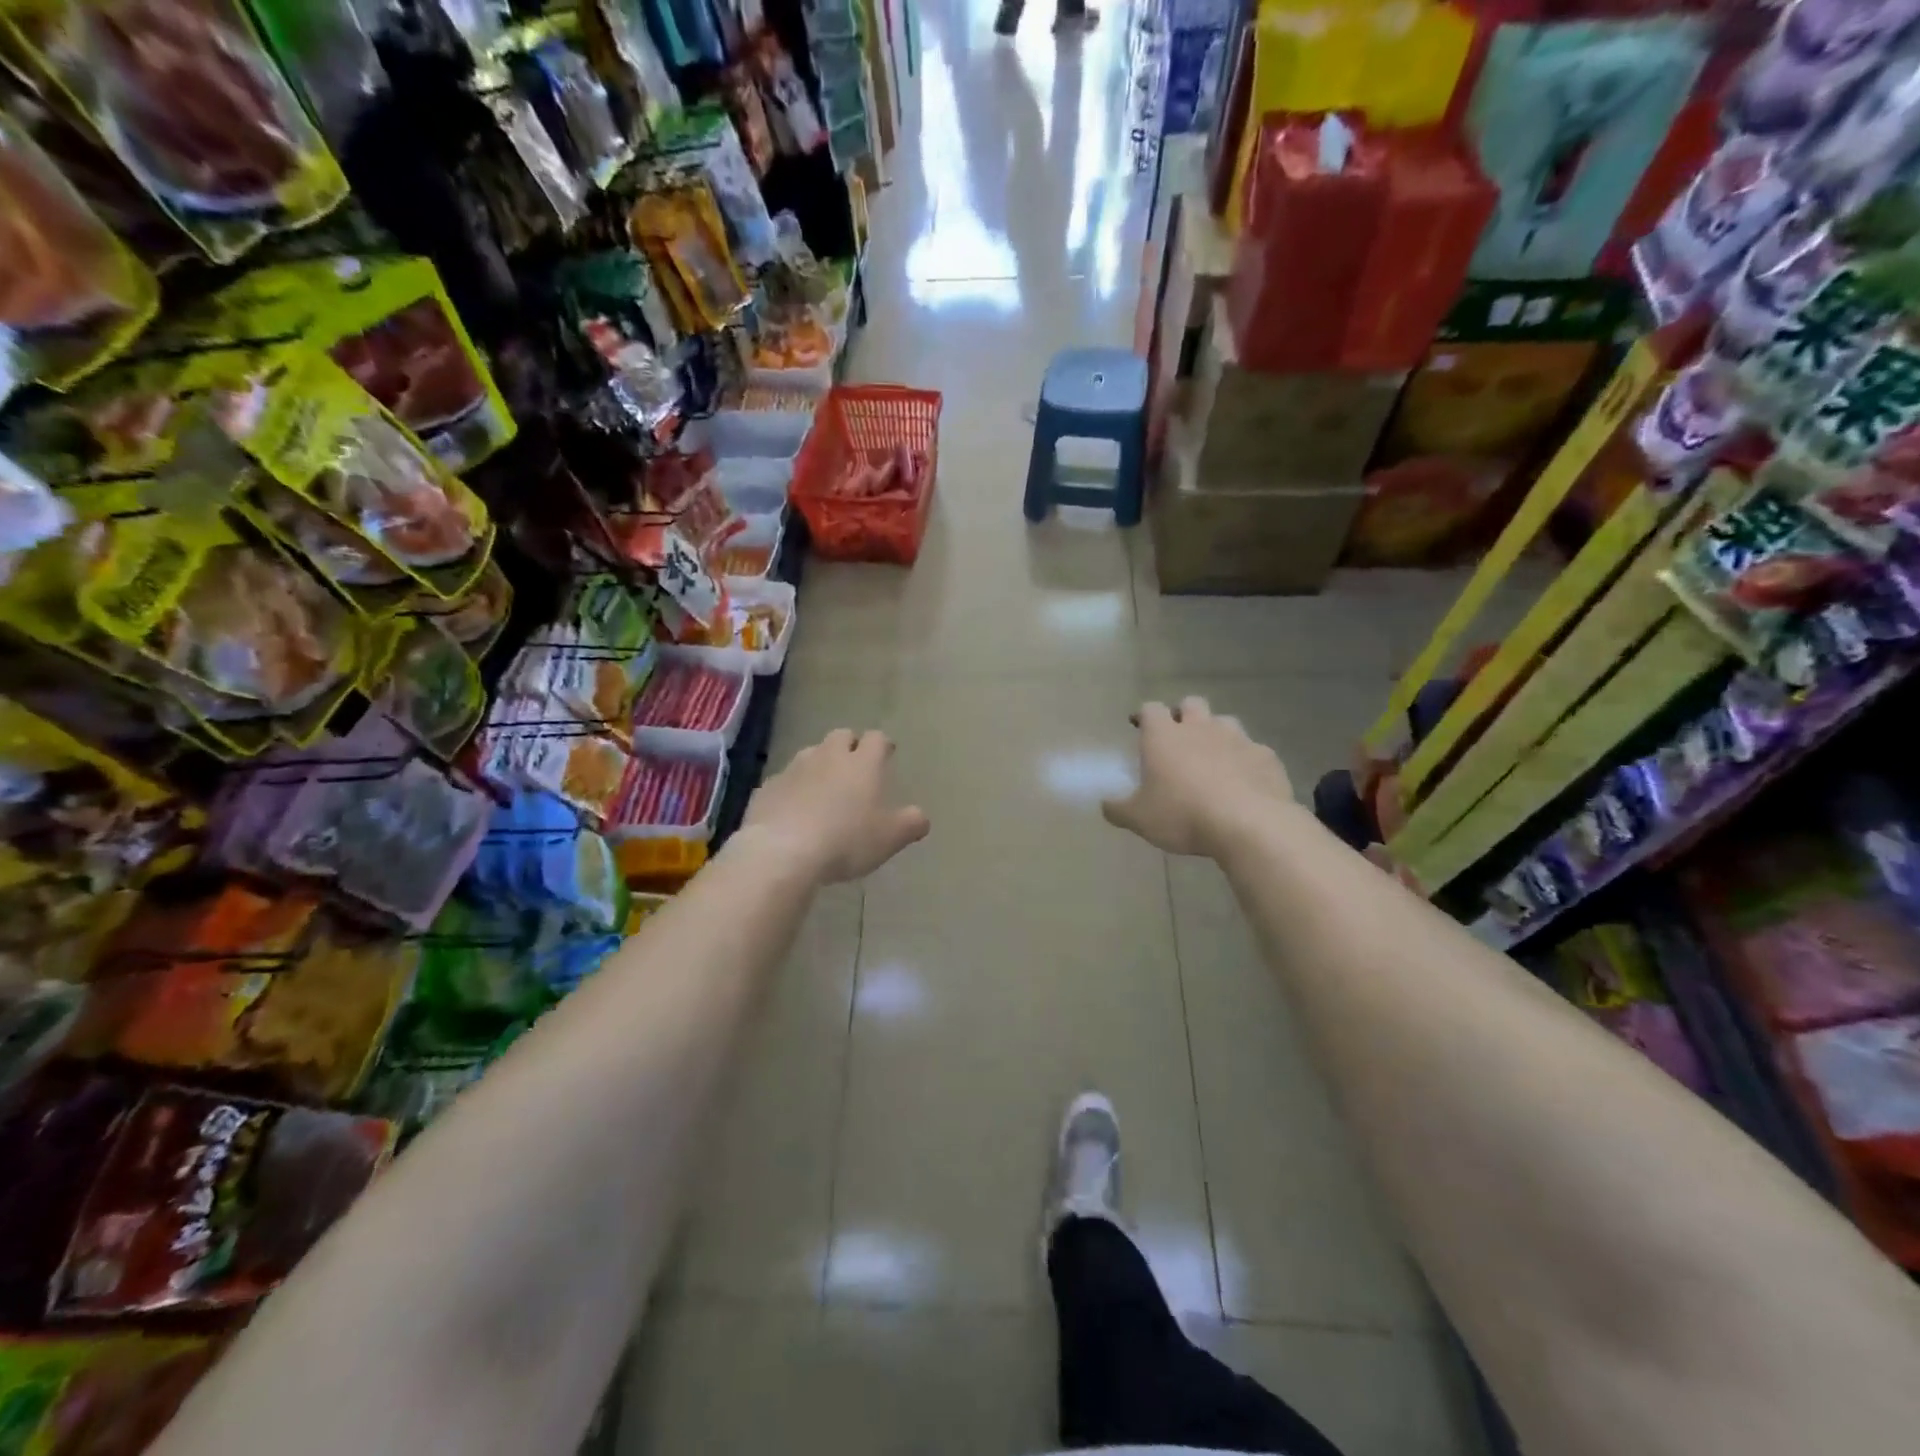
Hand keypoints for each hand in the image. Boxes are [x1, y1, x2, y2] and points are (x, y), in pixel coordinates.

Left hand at [741, 729, 929, 883]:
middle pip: (841, 736)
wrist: (782, 851)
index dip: (883, 745)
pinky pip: (784, 781)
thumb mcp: (891, 837)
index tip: (887, 754)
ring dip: (820, 764)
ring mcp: (794, 769)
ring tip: (824, 787)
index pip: (877, 739)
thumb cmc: (847, 840)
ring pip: (810, 754)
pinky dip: (793, 789)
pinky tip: (794, 810)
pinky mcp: (767, 788)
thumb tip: (921, 817)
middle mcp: (828, 756)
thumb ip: (912, 823)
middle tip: (855, 766)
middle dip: (850, 746)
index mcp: (863, 763)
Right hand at [1102, 698, 1295, 856]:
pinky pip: (1253, 750)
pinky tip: (1244, 780)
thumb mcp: (1139, 819)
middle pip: (1191, 704)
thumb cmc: (1183, 815)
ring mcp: (1237, 739)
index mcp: (1164, 736)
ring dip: (1216, 733)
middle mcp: (1200, 728)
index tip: (1138, 725)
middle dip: (1183, 714)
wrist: (1249, 824)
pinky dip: (1245, 760)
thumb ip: (1118, 809)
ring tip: (1212, 757)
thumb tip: (1105, 805)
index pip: (1150, 709)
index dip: (1143, 715)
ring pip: (1224, 721)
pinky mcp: (1266, 756)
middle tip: (1177, 737)